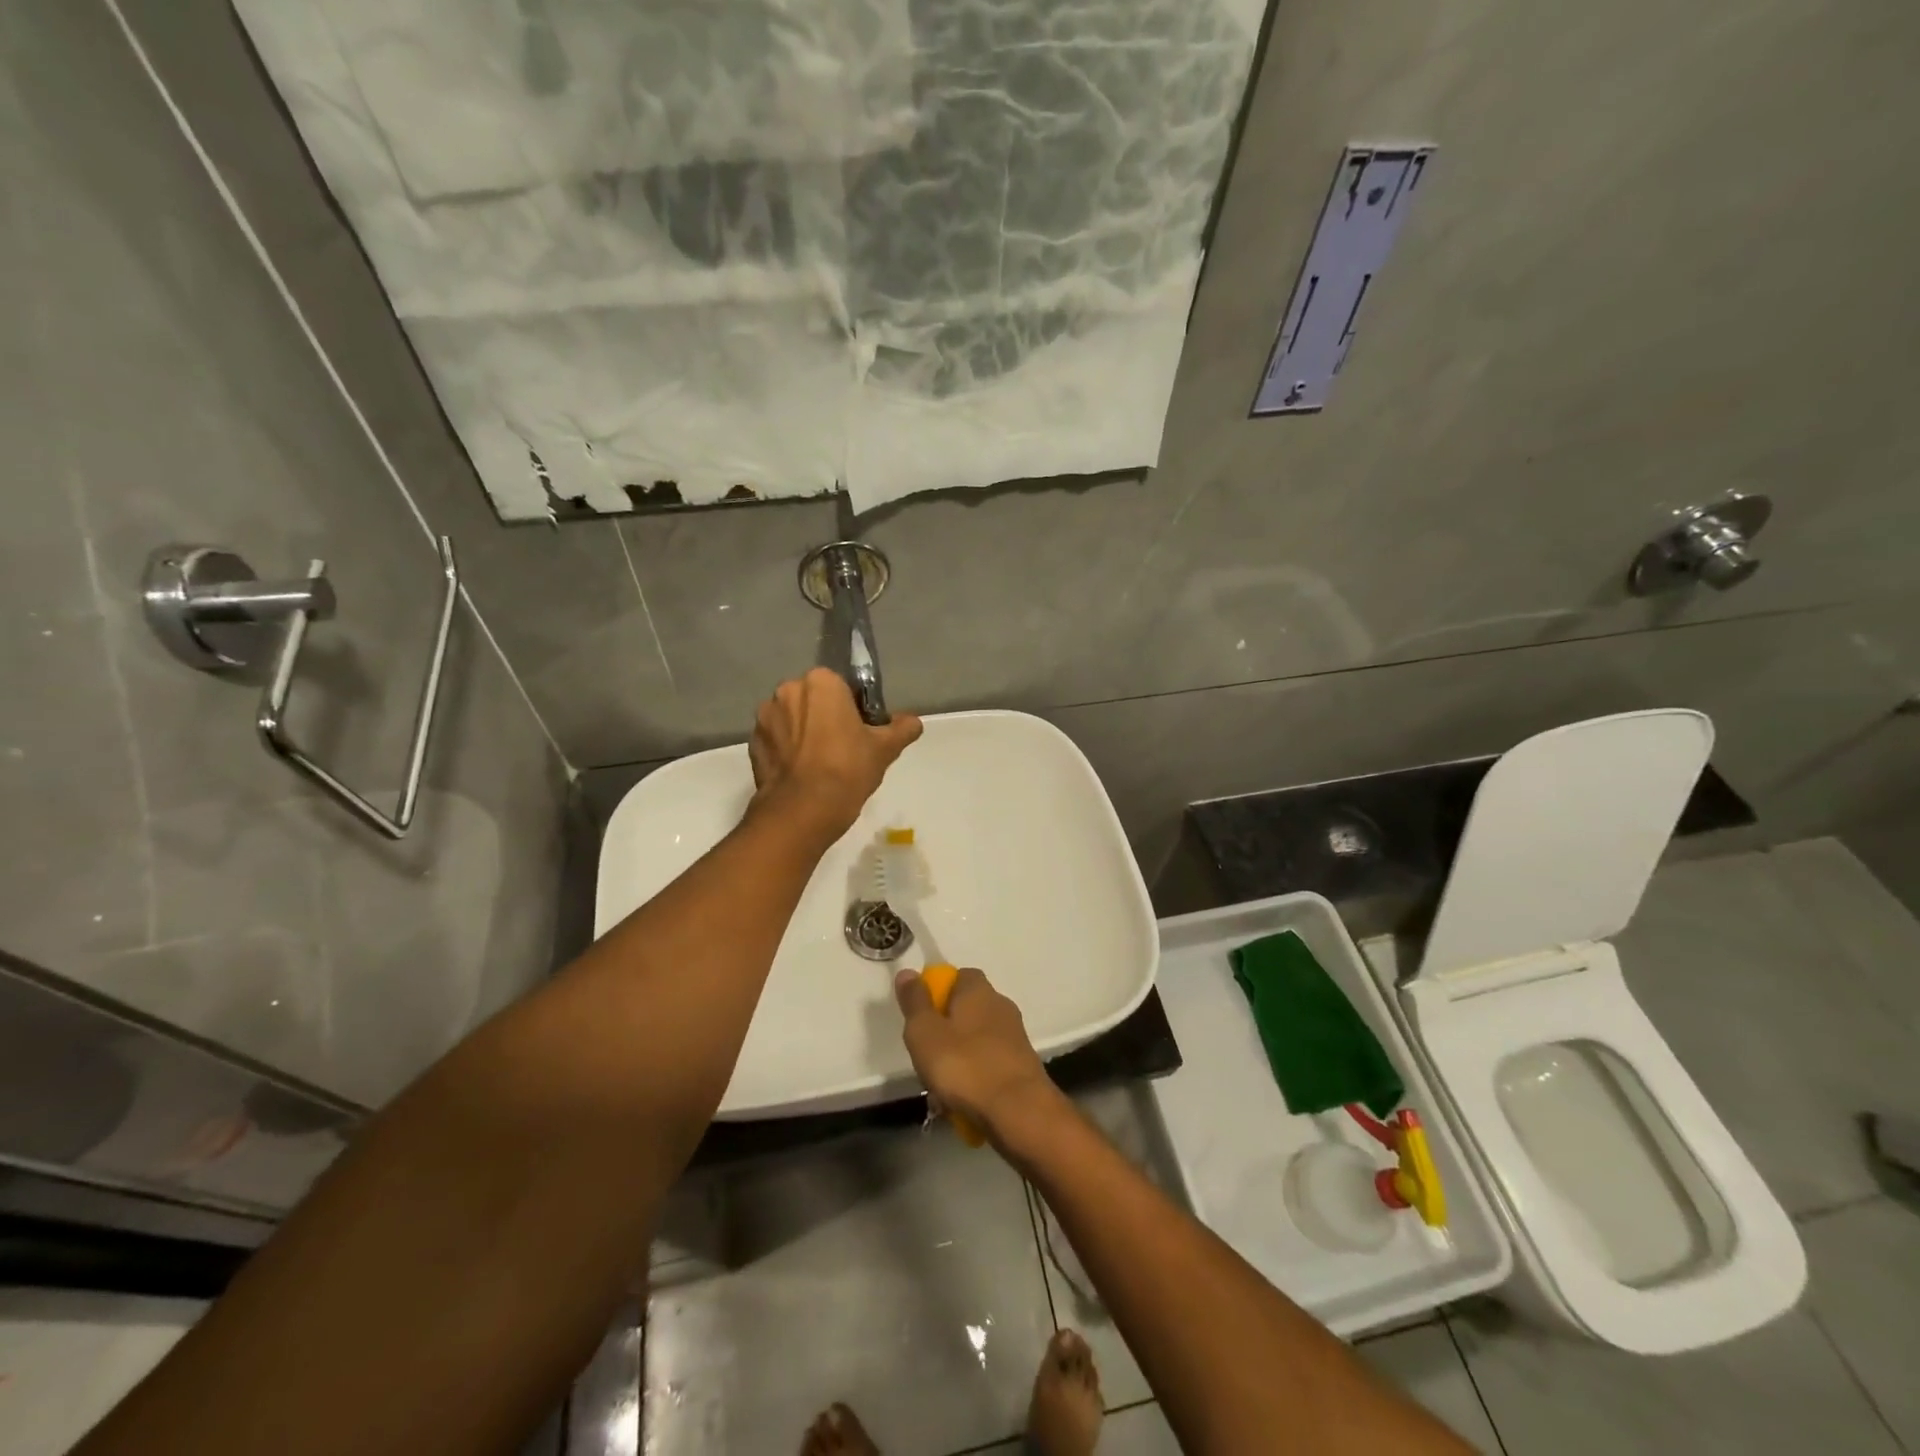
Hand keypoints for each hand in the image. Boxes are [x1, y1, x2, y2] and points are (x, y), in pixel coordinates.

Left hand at [748, 668, 921, 839]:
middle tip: (842, 748)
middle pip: (813, 700)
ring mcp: (765, 717)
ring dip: (802, 733)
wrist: (802, 810)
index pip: (841, 686)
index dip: (852, 708)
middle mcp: (787, 690)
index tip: (860, 732)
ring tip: (819, 765)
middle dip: (824, 717)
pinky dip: (786, 752)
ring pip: (791, 719)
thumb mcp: (885, 749)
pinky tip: (801, 774)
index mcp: (821, 682)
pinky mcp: (752, 743)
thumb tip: (913, 722)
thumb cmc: (847, 769)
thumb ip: (902, 729)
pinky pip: (776, 741)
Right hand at [894, 966, 1060, 1145]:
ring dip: (960, 1059)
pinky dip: (976, 1078)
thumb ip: (915, 1002)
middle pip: (967, 1010)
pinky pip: (990, 1065)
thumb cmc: (965, 1065)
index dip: (938, 992)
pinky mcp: (1023, 1065)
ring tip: (942, 1089)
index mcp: (978, 990)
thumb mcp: (925, 1032)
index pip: (959, 976)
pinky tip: (964, 1103)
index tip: (922, 1017)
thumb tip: (907, 972)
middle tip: (927, 1057)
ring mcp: (1015, 1036)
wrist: (1019, 1111)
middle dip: (947, 1031)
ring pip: (977, 1041)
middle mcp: (1001, 1005)